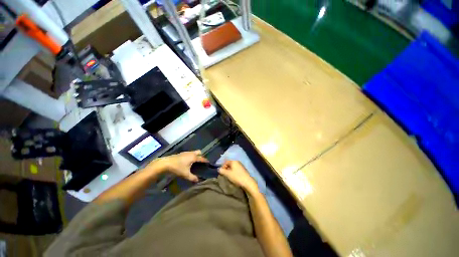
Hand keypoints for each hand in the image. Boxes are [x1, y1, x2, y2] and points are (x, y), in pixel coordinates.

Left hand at [155, 150, 207, 181]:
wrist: (166, 163)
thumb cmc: (177, 168)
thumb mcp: (185, 174)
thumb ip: (192, 178)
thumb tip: (198, 180)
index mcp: (194, 157)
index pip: (202, 158)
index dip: (206, 161)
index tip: (208, 163)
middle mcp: (191, 153)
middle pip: (199, 152)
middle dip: (201, 156)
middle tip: (201, 162)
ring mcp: (186, 152)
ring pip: (194, 152)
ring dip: (196, 156)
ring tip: (195, 163)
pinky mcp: (182, 153)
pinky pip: (189, 153)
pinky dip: (191, 156)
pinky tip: (188, 162)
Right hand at [218, 160, 258, 192]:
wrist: (247, 182)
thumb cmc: (237, 177)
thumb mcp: (227, 174)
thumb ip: (222, 171)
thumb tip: (219, 169)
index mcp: (233, 161)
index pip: (226, 161)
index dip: (222, 166)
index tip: (222, 172)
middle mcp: (237, 162)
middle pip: (229, 164)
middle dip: (226, 169)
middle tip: (225, 175)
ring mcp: (241, 166)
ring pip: (233, 167)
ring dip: (230, 171)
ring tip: (229, 177)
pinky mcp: (243, 170)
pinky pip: (236, 169)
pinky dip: (233, 172)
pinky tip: (234, 177)